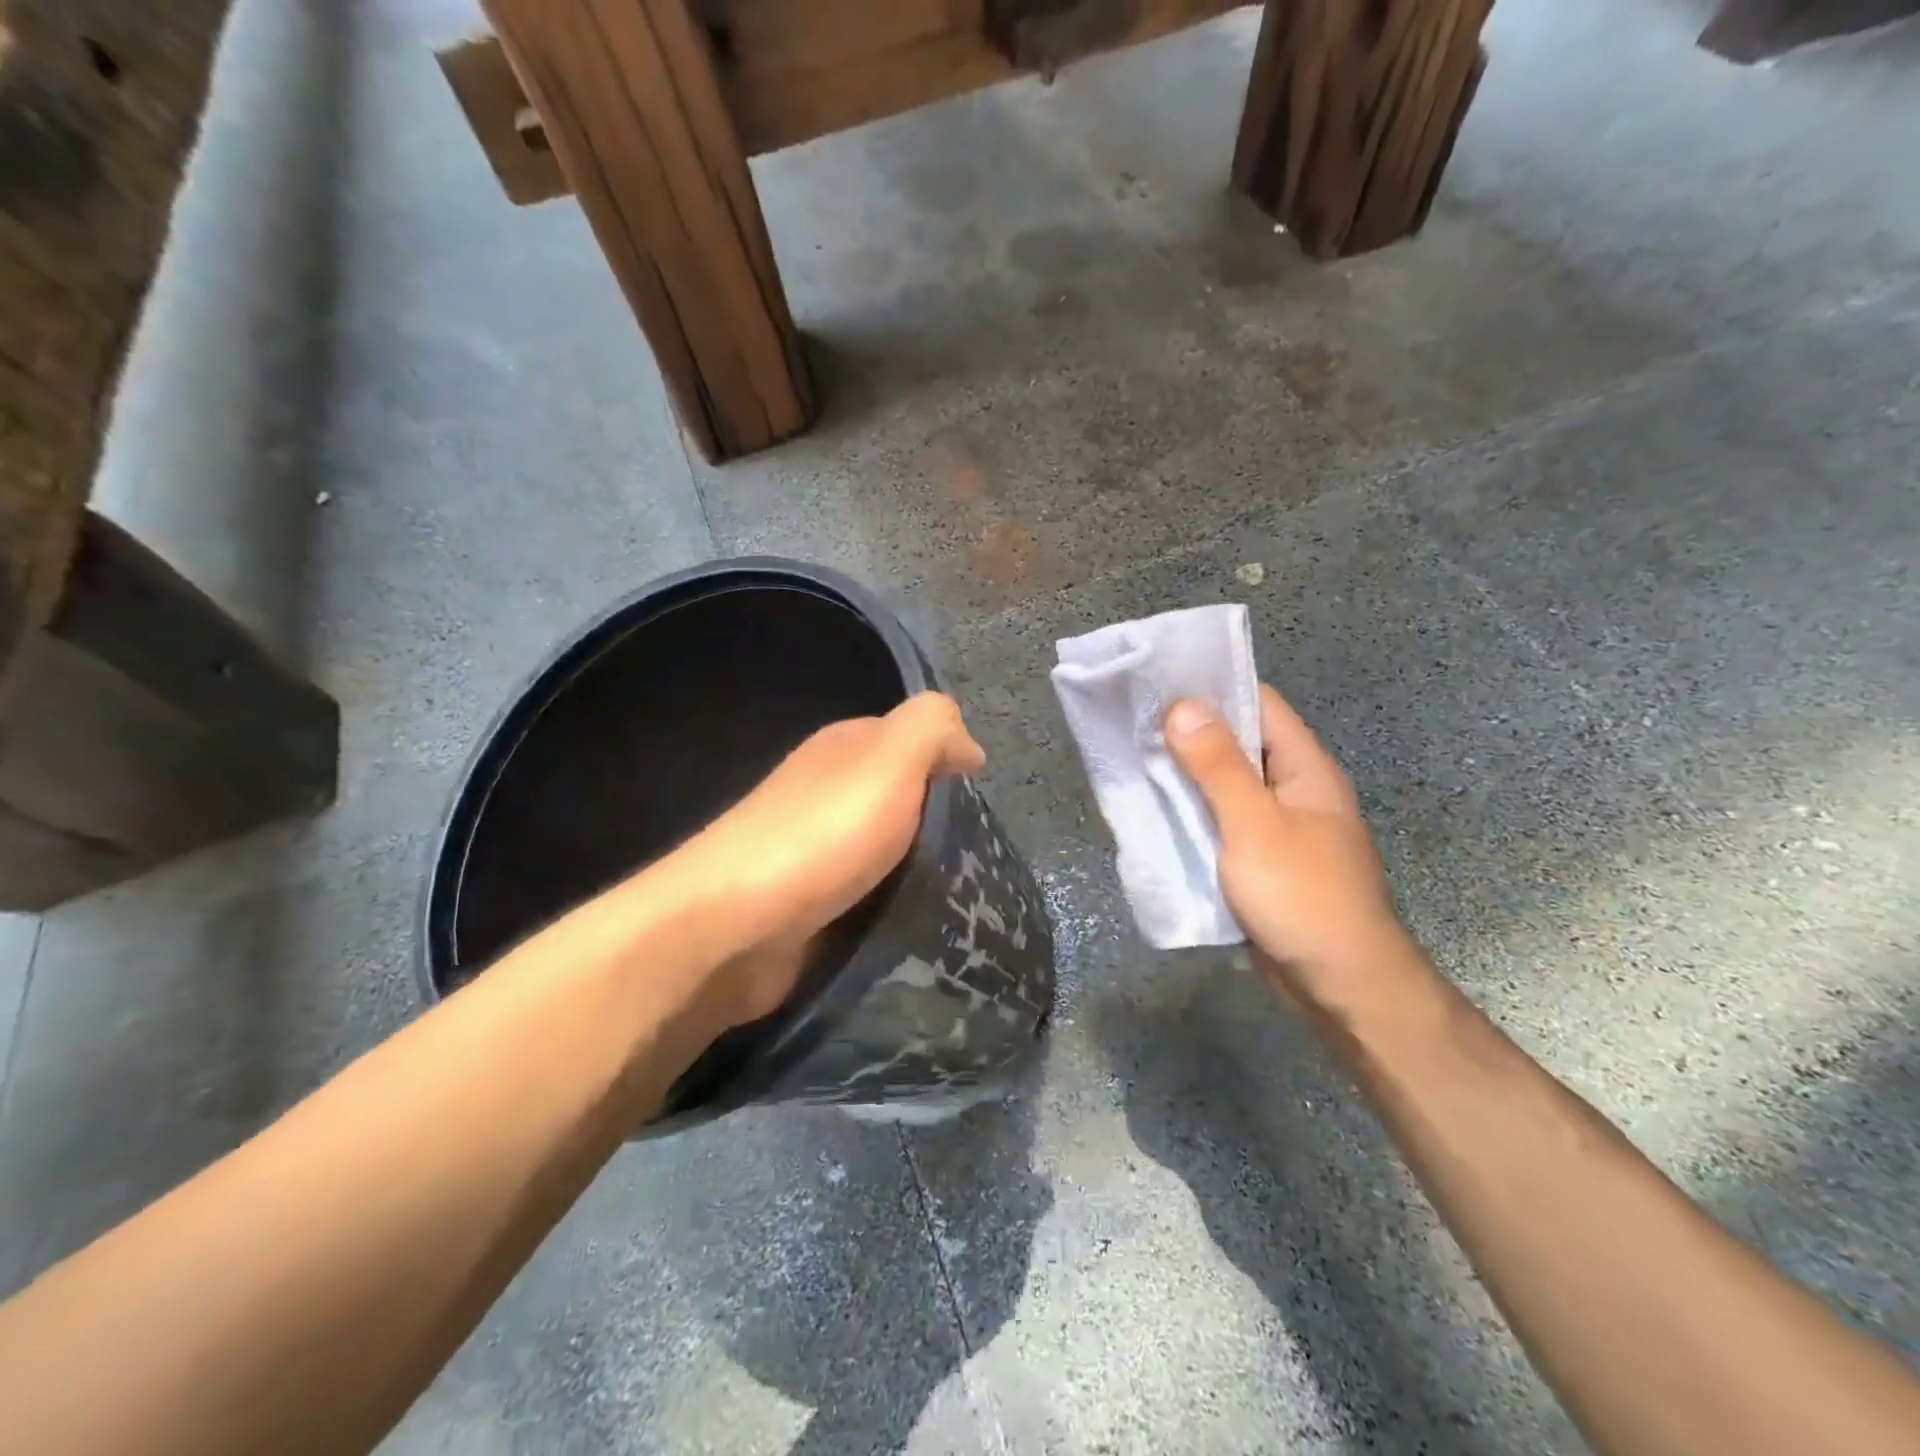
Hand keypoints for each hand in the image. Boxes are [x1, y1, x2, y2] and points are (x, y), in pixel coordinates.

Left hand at [665, 692, 985, 1027]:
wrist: (732, 927)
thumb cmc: (821, 835)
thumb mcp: (889, 759)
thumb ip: (932, 728)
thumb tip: (968, 745)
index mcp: (843, 751)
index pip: (910, 742)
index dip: (948, 764)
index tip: (980, 803)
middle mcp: (826, 794)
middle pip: (900, 801)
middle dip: (937, 826)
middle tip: (977, 856)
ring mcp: (813, 852)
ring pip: (886, 852)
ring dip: (917, 870)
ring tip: (959, 894)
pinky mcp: (809, 907)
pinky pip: (866, 897)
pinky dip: (890, 906)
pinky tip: (915, 922)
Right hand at [1164, 686, 1409, 1007]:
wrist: (1340, 985)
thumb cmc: (1302, 895)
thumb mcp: (1254, 825)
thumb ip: (1217, 766)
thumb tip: (1182, 705)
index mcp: (1303, 768)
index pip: (1259, 704)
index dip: (1213, 687)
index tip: (1160, 680)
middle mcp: (1292, 789)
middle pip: (1238, 744)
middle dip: (1188, 733)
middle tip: (1132, 722)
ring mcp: (1277, 827)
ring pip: (1225, 787)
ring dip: (1185, 777)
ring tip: (1133, 761)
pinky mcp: (1259, 861)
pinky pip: (1221, 824)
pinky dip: (1191, 816)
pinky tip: (1155, 814)